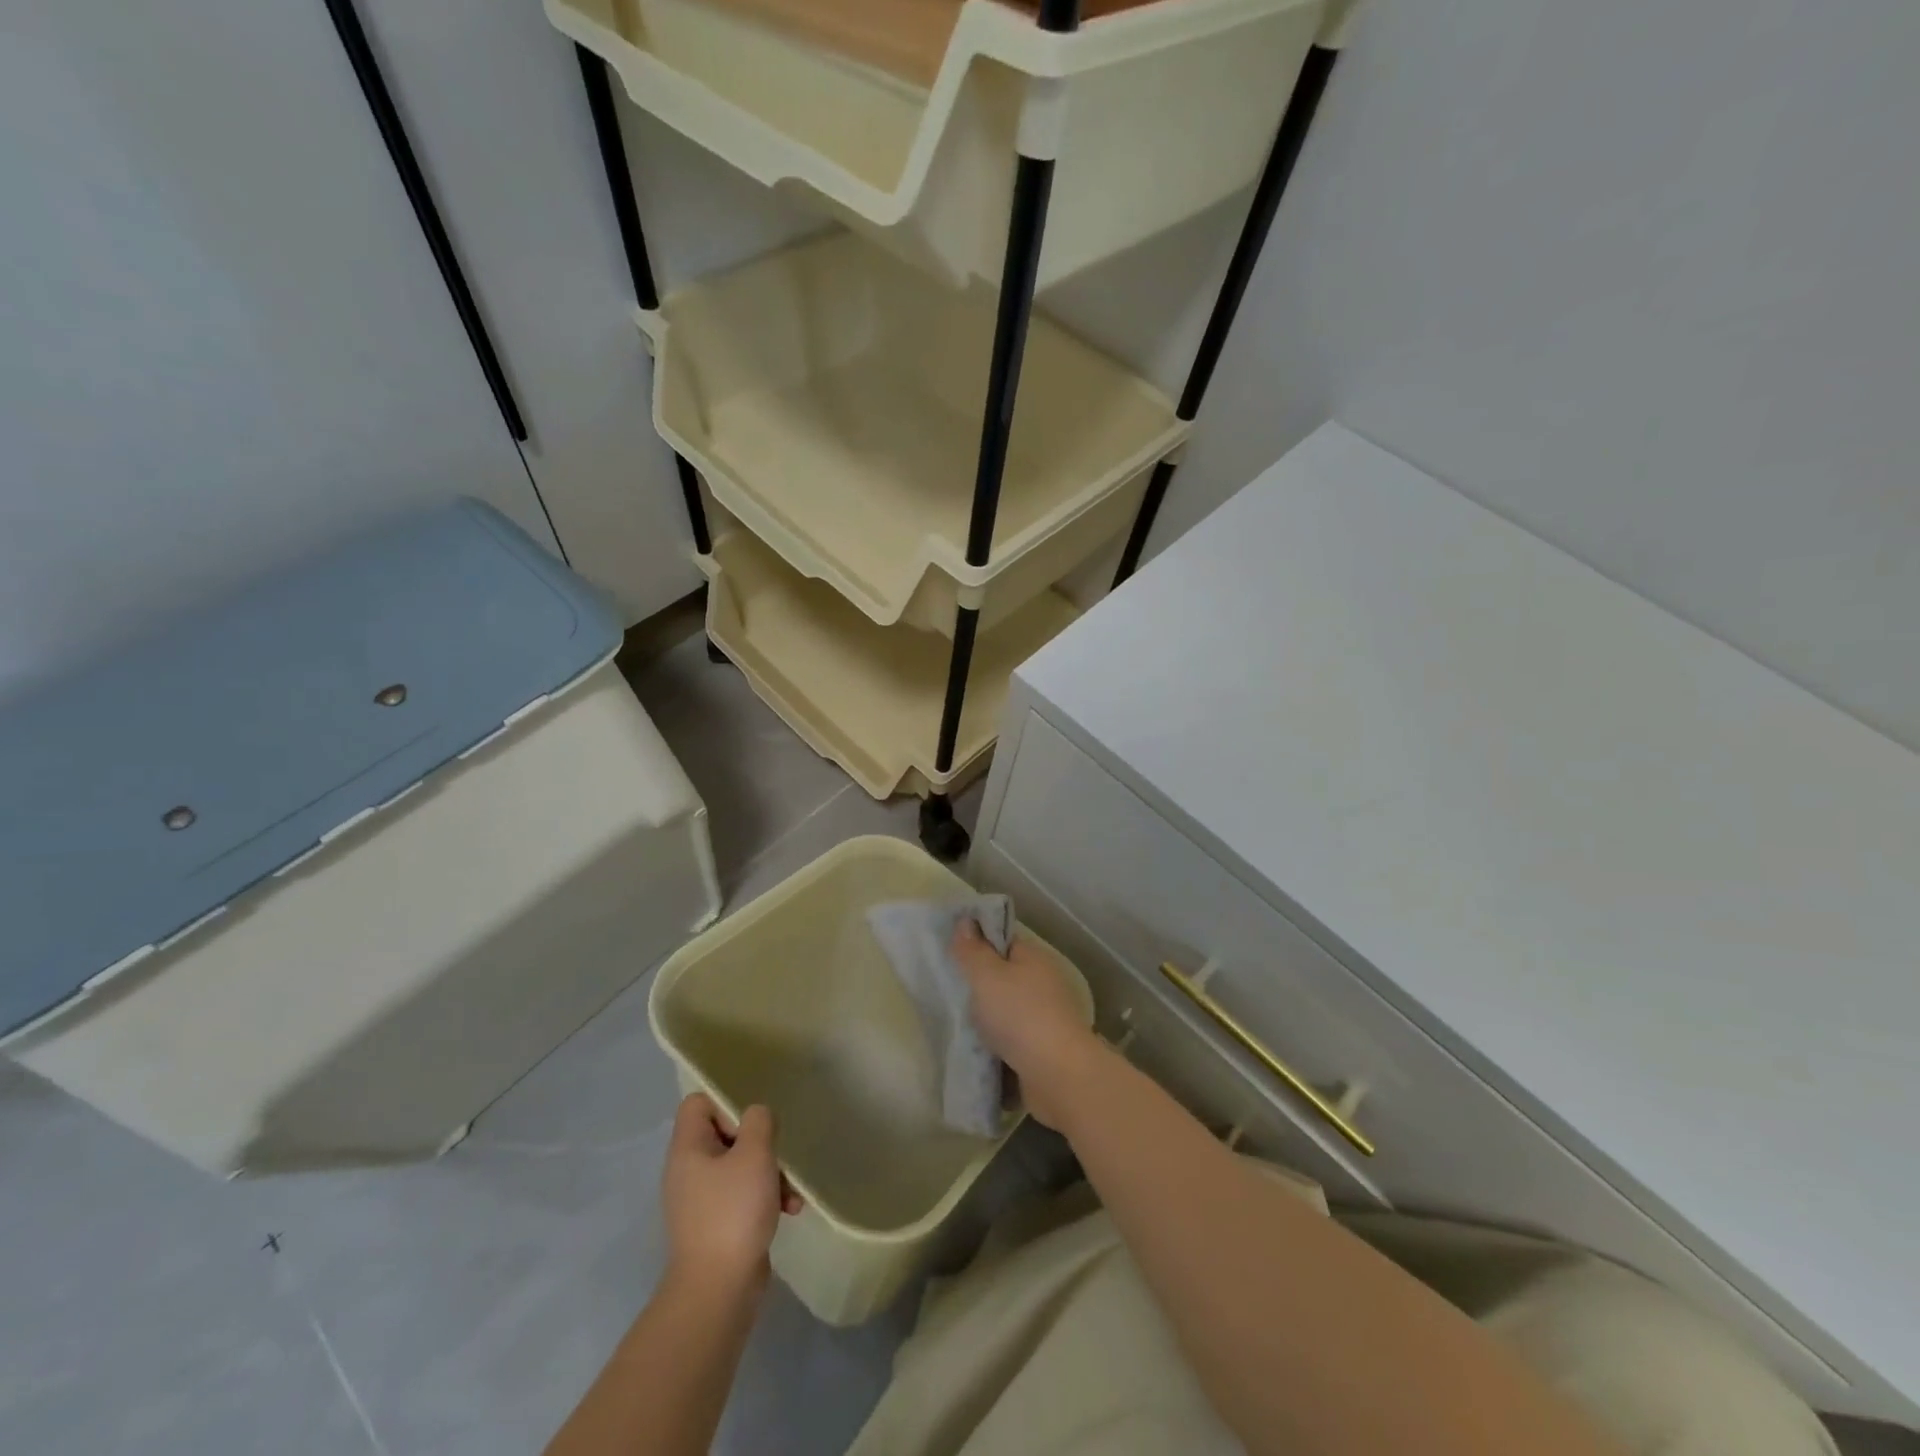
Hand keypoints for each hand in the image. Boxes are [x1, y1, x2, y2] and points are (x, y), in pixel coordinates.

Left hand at [662, 1094, 800, 1300]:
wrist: (717, 1290)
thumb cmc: (733, 1211)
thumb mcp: (754, 1154)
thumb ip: (758, 1122)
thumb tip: (756, 1117)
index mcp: (688, 1149)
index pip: (698, 1103)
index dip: (727, 1104)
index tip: (751, 1125)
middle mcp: (688, 1171)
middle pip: (724, 1135)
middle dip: (759, 1144)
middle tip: (775, 1156)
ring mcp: (700, 1200)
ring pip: (738, 1167)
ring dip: (769, 1174)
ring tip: (791, 1193)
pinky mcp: (715, 1225)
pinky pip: (741, 1196)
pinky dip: (764, 1198)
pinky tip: (789, 1211)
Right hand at [954, 922, 1099, 1131]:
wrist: (1058, 1076)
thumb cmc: (1019, 1015)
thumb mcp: (986, 975)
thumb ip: (972, 950)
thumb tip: (965, 921)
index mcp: (1034, 958)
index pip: (1003, 941)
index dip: (979, 943)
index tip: (952, 953)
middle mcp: (1044, 984)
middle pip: (1005, 978)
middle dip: (980, 986)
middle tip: (949, 991)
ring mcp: (1046, 1019)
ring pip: (1007, 1012)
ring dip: (987, 1020)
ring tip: (956, 1024)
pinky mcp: (1043, 1051)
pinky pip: (1012, 1042)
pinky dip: (996, 1047)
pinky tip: (975, 1052)